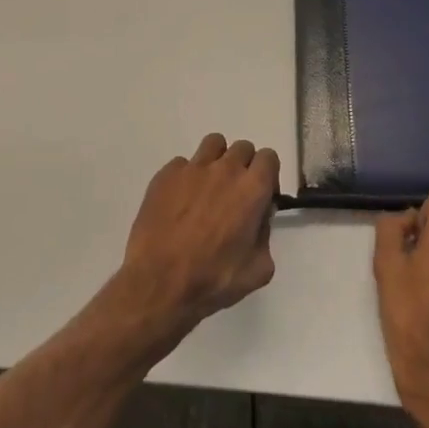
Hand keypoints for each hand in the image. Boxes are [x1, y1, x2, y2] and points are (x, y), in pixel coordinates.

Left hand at [117, 133, 279, 346]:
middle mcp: (225, 169)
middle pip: (243, 148)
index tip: (260, 197)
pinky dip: (187, 177)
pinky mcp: (166, 174)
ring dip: (217, 160)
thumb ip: (265, 236)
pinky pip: (183, 163)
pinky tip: (180, 201)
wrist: (159, 283)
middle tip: (234, 195)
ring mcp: (193, 168)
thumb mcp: (258, 269)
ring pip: (213, 144)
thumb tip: (259, 219)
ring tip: (208, 187)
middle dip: (244, 167)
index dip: (268, 176)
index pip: (269, 158)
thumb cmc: (213, 280)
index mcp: (252, 189)